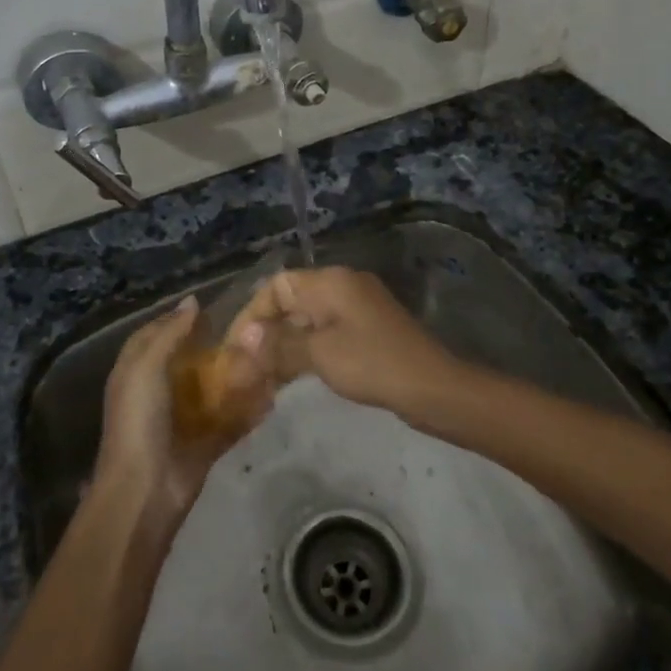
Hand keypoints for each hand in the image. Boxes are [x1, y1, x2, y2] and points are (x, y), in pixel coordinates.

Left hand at [94, 297, 275, 519]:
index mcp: (137, 371)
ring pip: (214, 388)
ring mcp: (183, 417)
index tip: (211, 306)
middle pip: (189, 359)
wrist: (145, 490)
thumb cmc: (139, 419)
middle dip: (215, 345)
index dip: (178, 319)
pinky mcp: (205, 441)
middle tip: (247, 327)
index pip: (157, 333)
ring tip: (266, 354)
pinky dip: (249, 409)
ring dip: (237, 375)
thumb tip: (192, 301)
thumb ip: (169, 334)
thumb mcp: (146, 367)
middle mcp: (159, 390)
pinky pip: (231, 420)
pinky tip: (272, 394)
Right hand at [230, 267, 462, 415]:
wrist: (433, 388)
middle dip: (265, 333)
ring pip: (306, 322)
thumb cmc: (373, 364)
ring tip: (260, 378)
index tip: (236, 348)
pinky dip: (304, 352)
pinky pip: (324, 335)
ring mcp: (356, 310)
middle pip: (290, 302)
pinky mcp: (366, 332)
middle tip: (244, 367)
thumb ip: (279, 344)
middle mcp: (342, 287)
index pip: (276, 286)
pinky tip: (290, 378)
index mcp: (330, 282)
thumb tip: (244, 338)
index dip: (252, 315)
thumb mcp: (320, 354)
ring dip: (282, 346)